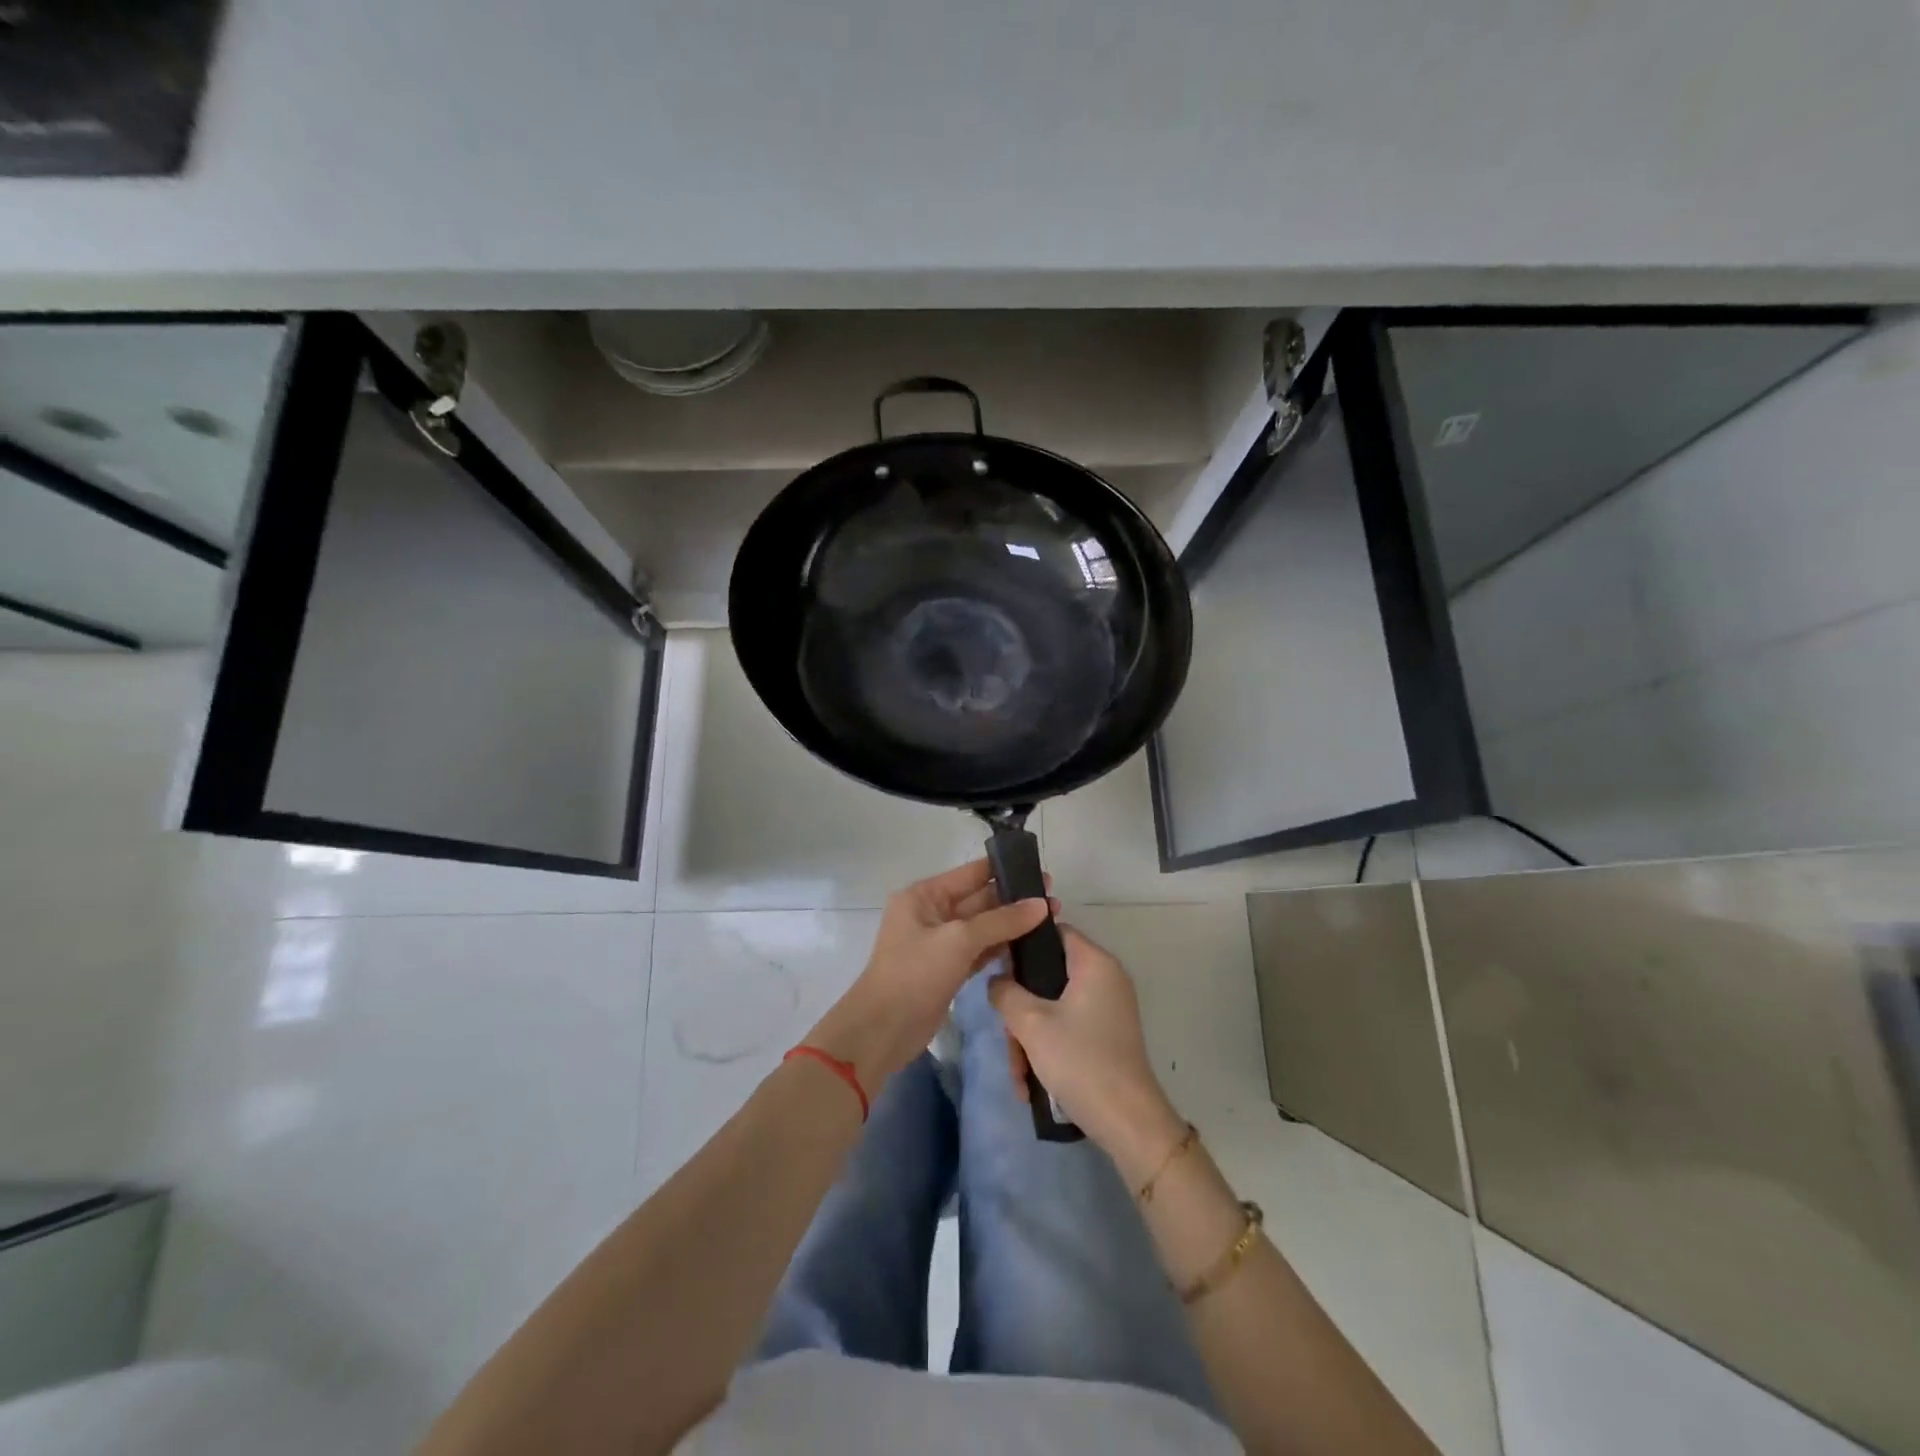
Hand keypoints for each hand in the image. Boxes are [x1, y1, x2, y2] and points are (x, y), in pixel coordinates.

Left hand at [807, 859, 1053, 1092]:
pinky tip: (1029, 946)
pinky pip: (979, 951)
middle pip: (979, 900)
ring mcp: (940, 944)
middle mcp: (931, 914)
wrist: (884, 1029)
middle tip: (1055, 900)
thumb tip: (1042, 904)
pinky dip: (1001, 948)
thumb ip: (1001, 921)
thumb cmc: (915, 973)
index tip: (1040, 871)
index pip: (971, 874)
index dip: (1004, 871)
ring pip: (982, 928)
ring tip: (1051, 920)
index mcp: (924, 895)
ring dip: (1011, 925)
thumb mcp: (959, 940)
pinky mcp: (948, 970)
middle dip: (1013, 900)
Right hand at [989, 926, 1184, 1168]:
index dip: (1022, 944)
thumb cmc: (1080, 1060)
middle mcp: (1105, 978)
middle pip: (1048, 975)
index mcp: (1094, 963)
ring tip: (1018, 1074)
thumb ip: (1006, 993)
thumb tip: (997, 981)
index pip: (1053, 932)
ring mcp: (1108, 1008)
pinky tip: (1030, 1083)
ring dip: (1029, 1037)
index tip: (997, 967)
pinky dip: (1048, 1049)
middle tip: (1007, 1036)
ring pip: (1053, 1007)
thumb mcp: (1031, 1024)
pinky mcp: (1106, 1034)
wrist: (1128, 1122)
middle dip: (1021, 1009)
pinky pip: (1067, 1027)